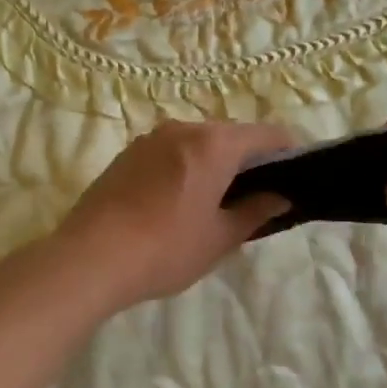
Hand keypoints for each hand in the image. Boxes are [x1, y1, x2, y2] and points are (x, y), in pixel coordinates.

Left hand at [55, 118, 294, 312]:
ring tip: (217, 201)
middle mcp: (184, 129)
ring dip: (215, 162)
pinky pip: (171, 151)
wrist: (89, 258)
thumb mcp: (220, 237)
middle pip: (231, 135)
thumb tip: (280, 197)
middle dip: (250, 159)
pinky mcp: (127, 154)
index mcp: (214, 144)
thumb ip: (255, 212)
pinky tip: (179, 201)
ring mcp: (151, 139)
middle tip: (258, 196)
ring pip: (198, 142)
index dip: (289, 151)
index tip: (296, 176)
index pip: (268, 134)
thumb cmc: (166, 248)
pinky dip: (186, 166)